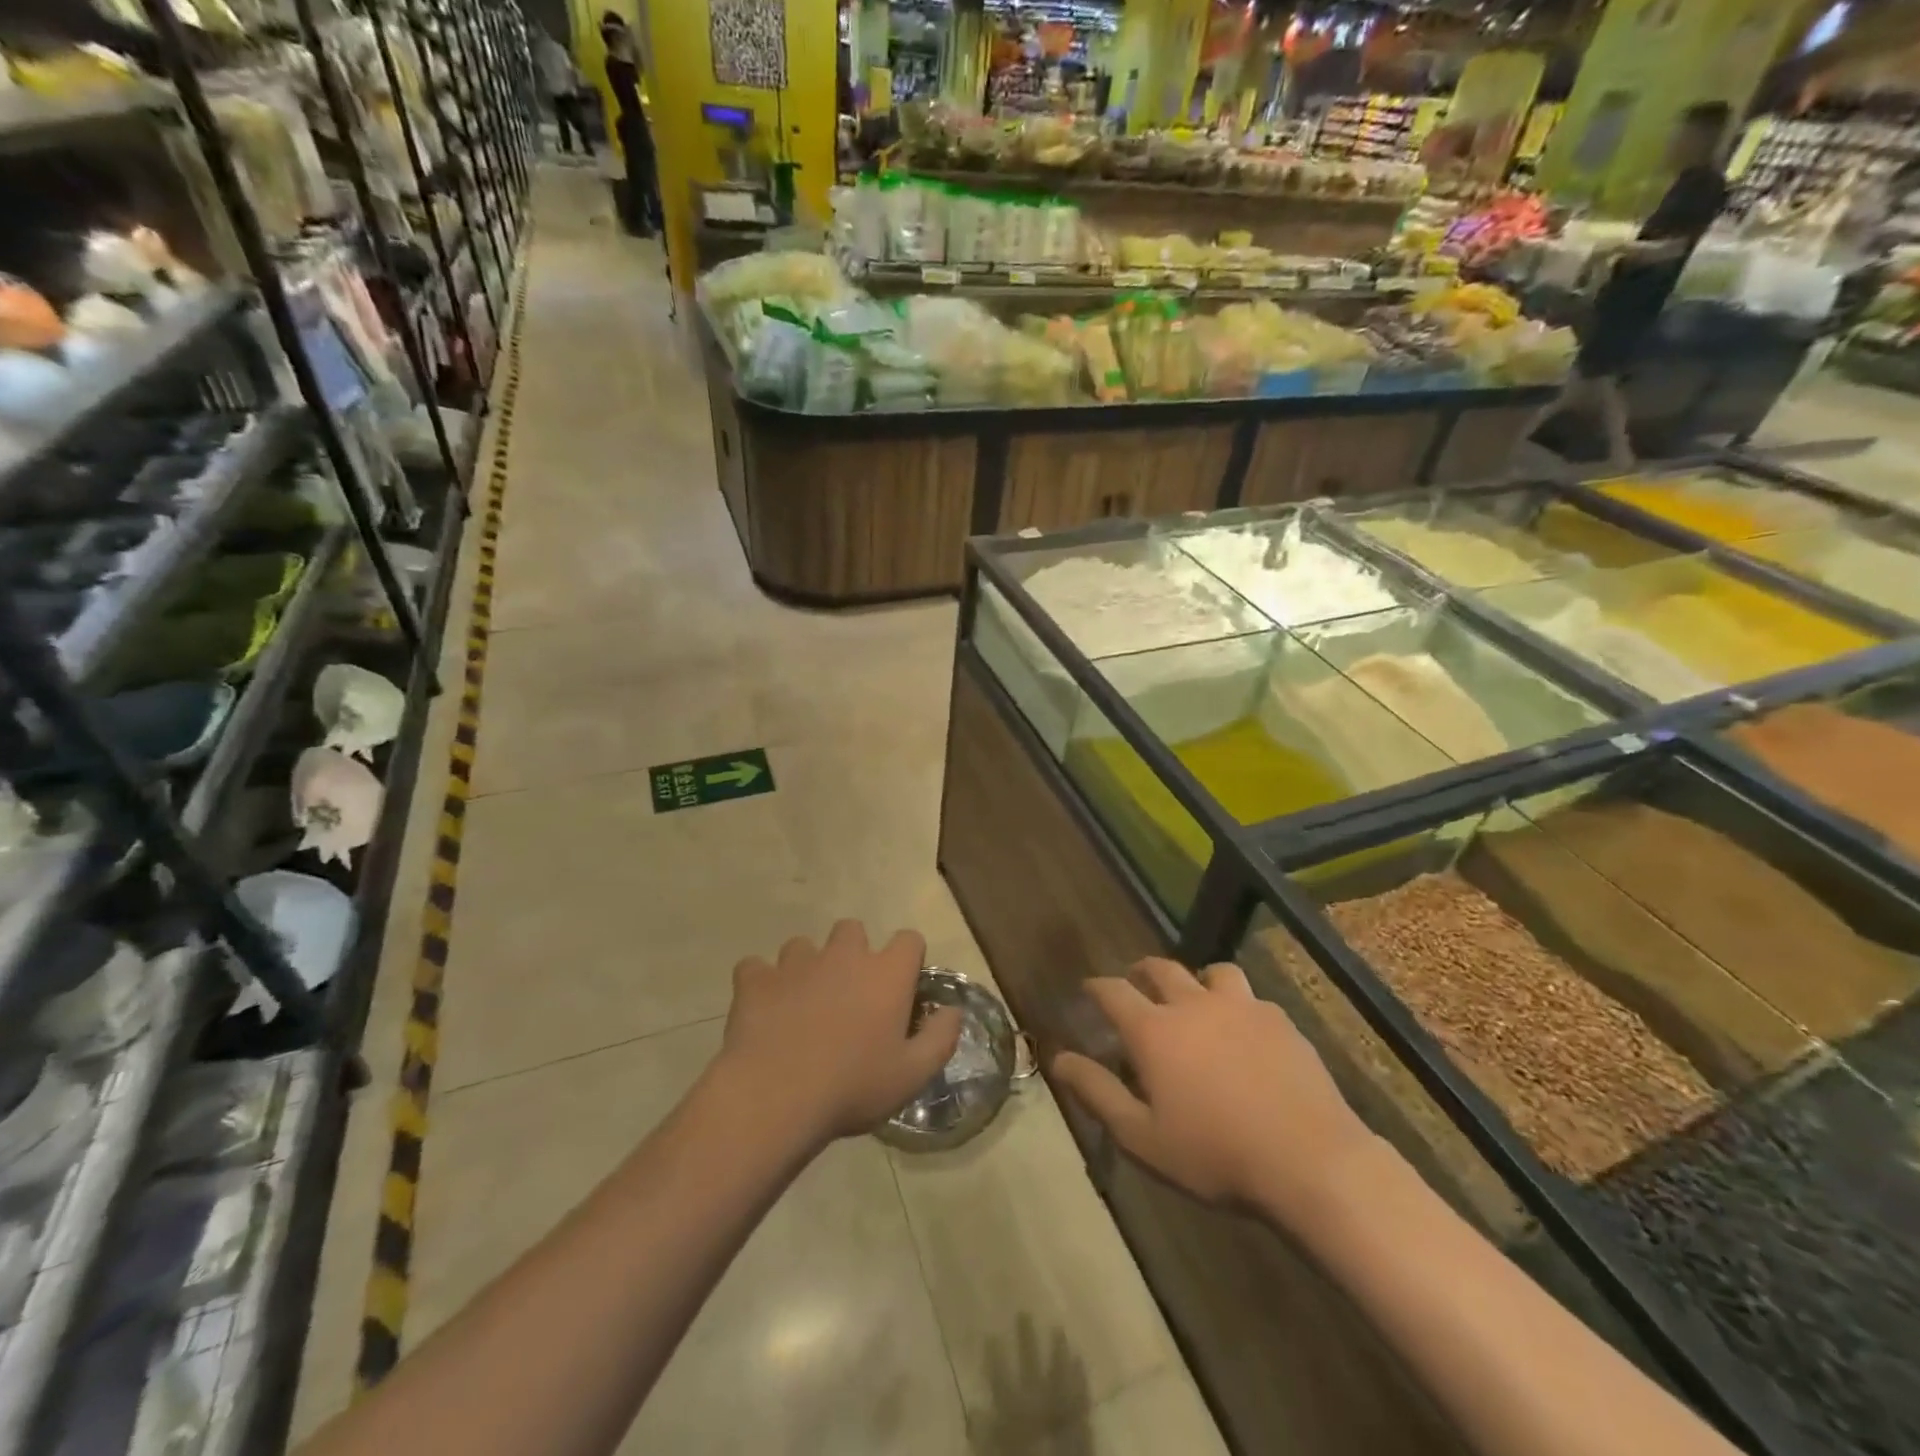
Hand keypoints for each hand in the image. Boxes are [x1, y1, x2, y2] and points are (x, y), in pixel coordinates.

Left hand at [719, 920, 961, 1145]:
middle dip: (853, 953)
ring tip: (802, 1004)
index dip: (908, 960)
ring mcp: (796, 962)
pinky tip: (763, 1009)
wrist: (774, 1095)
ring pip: (804, 946)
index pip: (909, 939)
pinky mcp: (756, 978)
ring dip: (807, 967)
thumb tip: (953, 1010)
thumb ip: (941, 1038)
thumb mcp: (912, 1075)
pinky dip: (761, 983)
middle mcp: (843, 955)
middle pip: (853, 930)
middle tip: (849, 995)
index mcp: (885, 973)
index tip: (901, 990)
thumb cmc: (852, 1087)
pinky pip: (756, 967)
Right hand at [1053, 958, 1374, 1219]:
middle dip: (1141, 972)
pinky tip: (1245, 1031)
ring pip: (1212, 972)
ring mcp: (1242, 1007)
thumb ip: (1097, 1093)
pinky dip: (1237, 1005)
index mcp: (1155, 1030)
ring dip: (1196, 979)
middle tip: (1136, 983)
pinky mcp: (1280, 1020)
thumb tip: (1058, 1059)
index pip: (1113, 991)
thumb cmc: (1216, 1155)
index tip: (1088, 989)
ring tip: (1196, 999)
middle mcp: (1193, 1004)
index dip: (1096, 987)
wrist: (1311, 1162)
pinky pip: (1251, 998)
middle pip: (1161, 968)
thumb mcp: (1143, 1137)